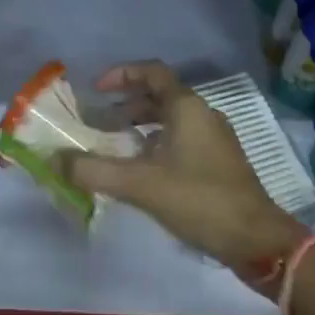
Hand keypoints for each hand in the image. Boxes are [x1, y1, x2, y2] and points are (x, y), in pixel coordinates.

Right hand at [59, 61, 304, 273]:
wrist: (258, 241)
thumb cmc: (200, 200)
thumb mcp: (142, 185)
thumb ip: (97, 171)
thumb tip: (56, 160)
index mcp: (187, 106)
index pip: (151, 72)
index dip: (122, 74)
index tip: (96, 89)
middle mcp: (203, 113)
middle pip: (161, 95)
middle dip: (128, 104)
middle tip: (101, 121)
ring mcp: (216, 137)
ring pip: (172, 118)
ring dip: (143, 125)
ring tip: (118, 145)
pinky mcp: (221, 161)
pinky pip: (183, 138)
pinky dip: (159, 142)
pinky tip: (146, 170)